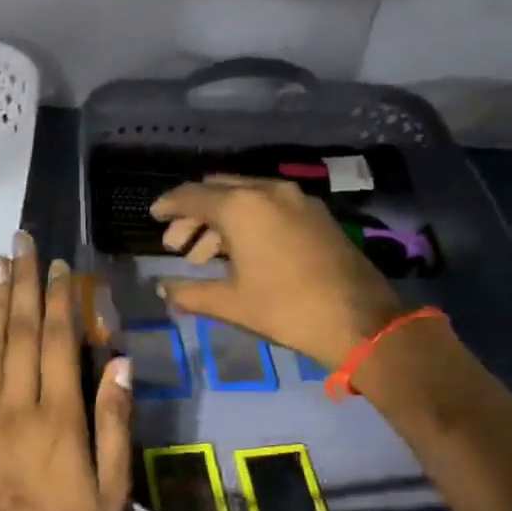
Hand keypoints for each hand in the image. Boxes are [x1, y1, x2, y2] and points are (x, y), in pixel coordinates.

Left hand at [0, 233, 132, 510]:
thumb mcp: (111, 489)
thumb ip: (113, 422)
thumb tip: (117, 361)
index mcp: (58, 419)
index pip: (58, 342)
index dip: (59, 300)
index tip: (59, 265)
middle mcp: (15, 409)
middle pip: (19, 334)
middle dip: (22, 284)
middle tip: (21, 242)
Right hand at [151, 176, 401, 367]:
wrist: (358, 320)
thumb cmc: (285, 309)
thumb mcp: (230, 303)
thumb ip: (190, 292)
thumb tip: (164, 289)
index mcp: (241, 207)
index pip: (192, 196)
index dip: (168, 205)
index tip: (153, 214)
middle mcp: (268, 191)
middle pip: (218, 190)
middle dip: (193, 213)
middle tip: (176, 243)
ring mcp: (296, 199)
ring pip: (245, 196)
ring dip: (219, 220)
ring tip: (203, 256)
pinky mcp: (316, 214)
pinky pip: (269, 205)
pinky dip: (247, 220)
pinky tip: (240, 251)